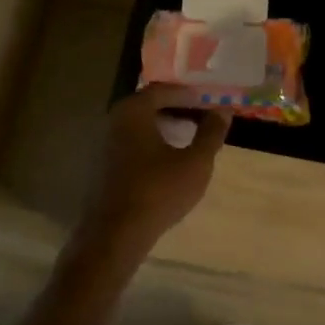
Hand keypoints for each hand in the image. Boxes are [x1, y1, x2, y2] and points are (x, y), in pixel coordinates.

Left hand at [80, 85, 232, 256]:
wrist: (115, 235)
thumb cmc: (158, 191)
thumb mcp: (196, 162)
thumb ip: (211, 133)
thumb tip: (223, 110)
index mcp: (134, 110)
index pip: (164, 90)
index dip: (189, 94)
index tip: (209, 102)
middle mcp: (114, 119)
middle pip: (149, 105)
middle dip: (177, 109)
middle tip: (202, 117)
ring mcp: (103, 143)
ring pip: (139, 125)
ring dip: (163, 127)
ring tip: (188, 138)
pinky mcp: (101, 165)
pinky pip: (130, 143)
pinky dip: (150, 143)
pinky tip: (166, 160)